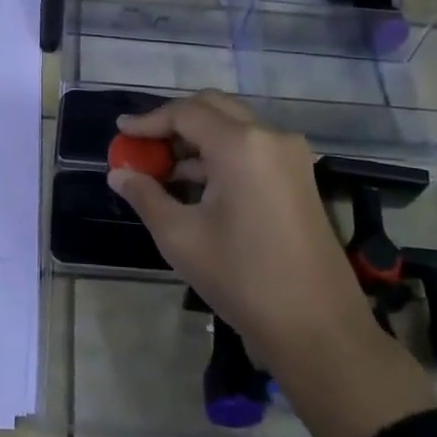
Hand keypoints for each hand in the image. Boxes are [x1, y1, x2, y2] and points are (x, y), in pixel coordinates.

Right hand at [107, 91, 436, 436]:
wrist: (317, 327)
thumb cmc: (242, 278)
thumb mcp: (181, 237)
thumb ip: (146, 196)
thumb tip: (118, 174)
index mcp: (241, 145)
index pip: (185, 113)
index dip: (148, 120)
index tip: (120, 132)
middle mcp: (270, 137)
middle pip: (213, 109)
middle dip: (173, 122)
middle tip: (143, 144)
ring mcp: (290, 156)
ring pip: (234, 127)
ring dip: (197, 140)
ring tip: (162, 169)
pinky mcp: (299, 176)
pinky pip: (252, 149)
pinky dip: (220, 155)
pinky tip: (195, 184)